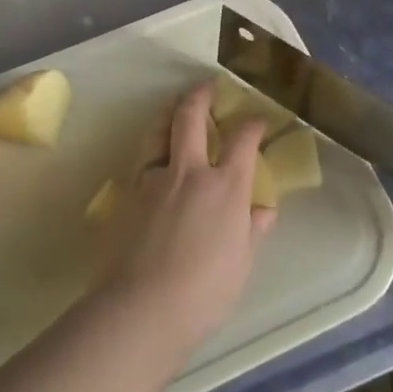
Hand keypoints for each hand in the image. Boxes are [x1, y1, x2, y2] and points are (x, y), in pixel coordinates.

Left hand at [98, 82, 276, 355]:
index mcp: (225, 186)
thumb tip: (263, 209)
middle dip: (201, 95)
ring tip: (175, 107)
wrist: (143, 306)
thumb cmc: (205, 290)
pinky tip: (153, 154)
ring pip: (158, 130)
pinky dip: (151, 147)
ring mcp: (154, 179)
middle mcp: (189, 171)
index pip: (242, 140)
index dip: (252, 124)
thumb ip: (252, 230)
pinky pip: (142, 158)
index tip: (257, 119)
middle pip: (191, 117)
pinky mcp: (129, 193)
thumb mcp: (242, 263)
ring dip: (169, 112)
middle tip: (207, 85)